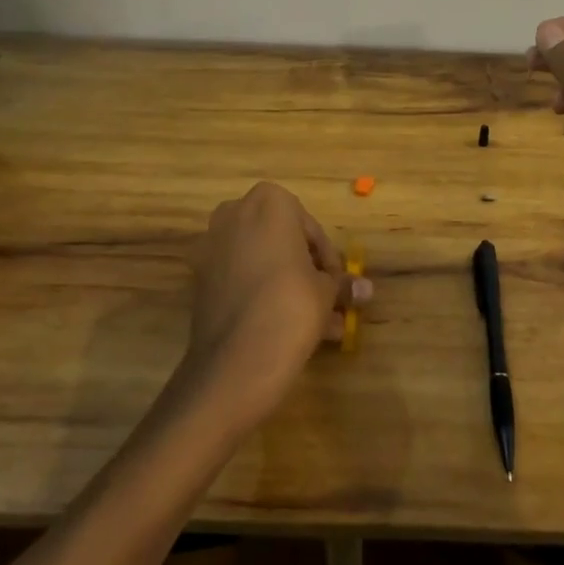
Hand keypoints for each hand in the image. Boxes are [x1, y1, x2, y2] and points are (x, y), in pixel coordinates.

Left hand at [185, 182, 371, 423]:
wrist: (235, 362)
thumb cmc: (291, 306)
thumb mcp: (326, 292)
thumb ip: (342, 283)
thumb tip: (364, 288)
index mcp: (269, 202)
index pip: (309, 226)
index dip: (327, 257)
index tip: (336, 283)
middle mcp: (235, 214)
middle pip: (281, 240)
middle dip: (304, 270)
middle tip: (326, 300)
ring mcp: (211, 246)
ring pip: (260, 262)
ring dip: (286, 286)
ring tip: (314, 325)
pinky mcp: (199, 279)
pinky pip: (240, 279)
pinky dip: (260, 294)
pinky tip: (284, 327)